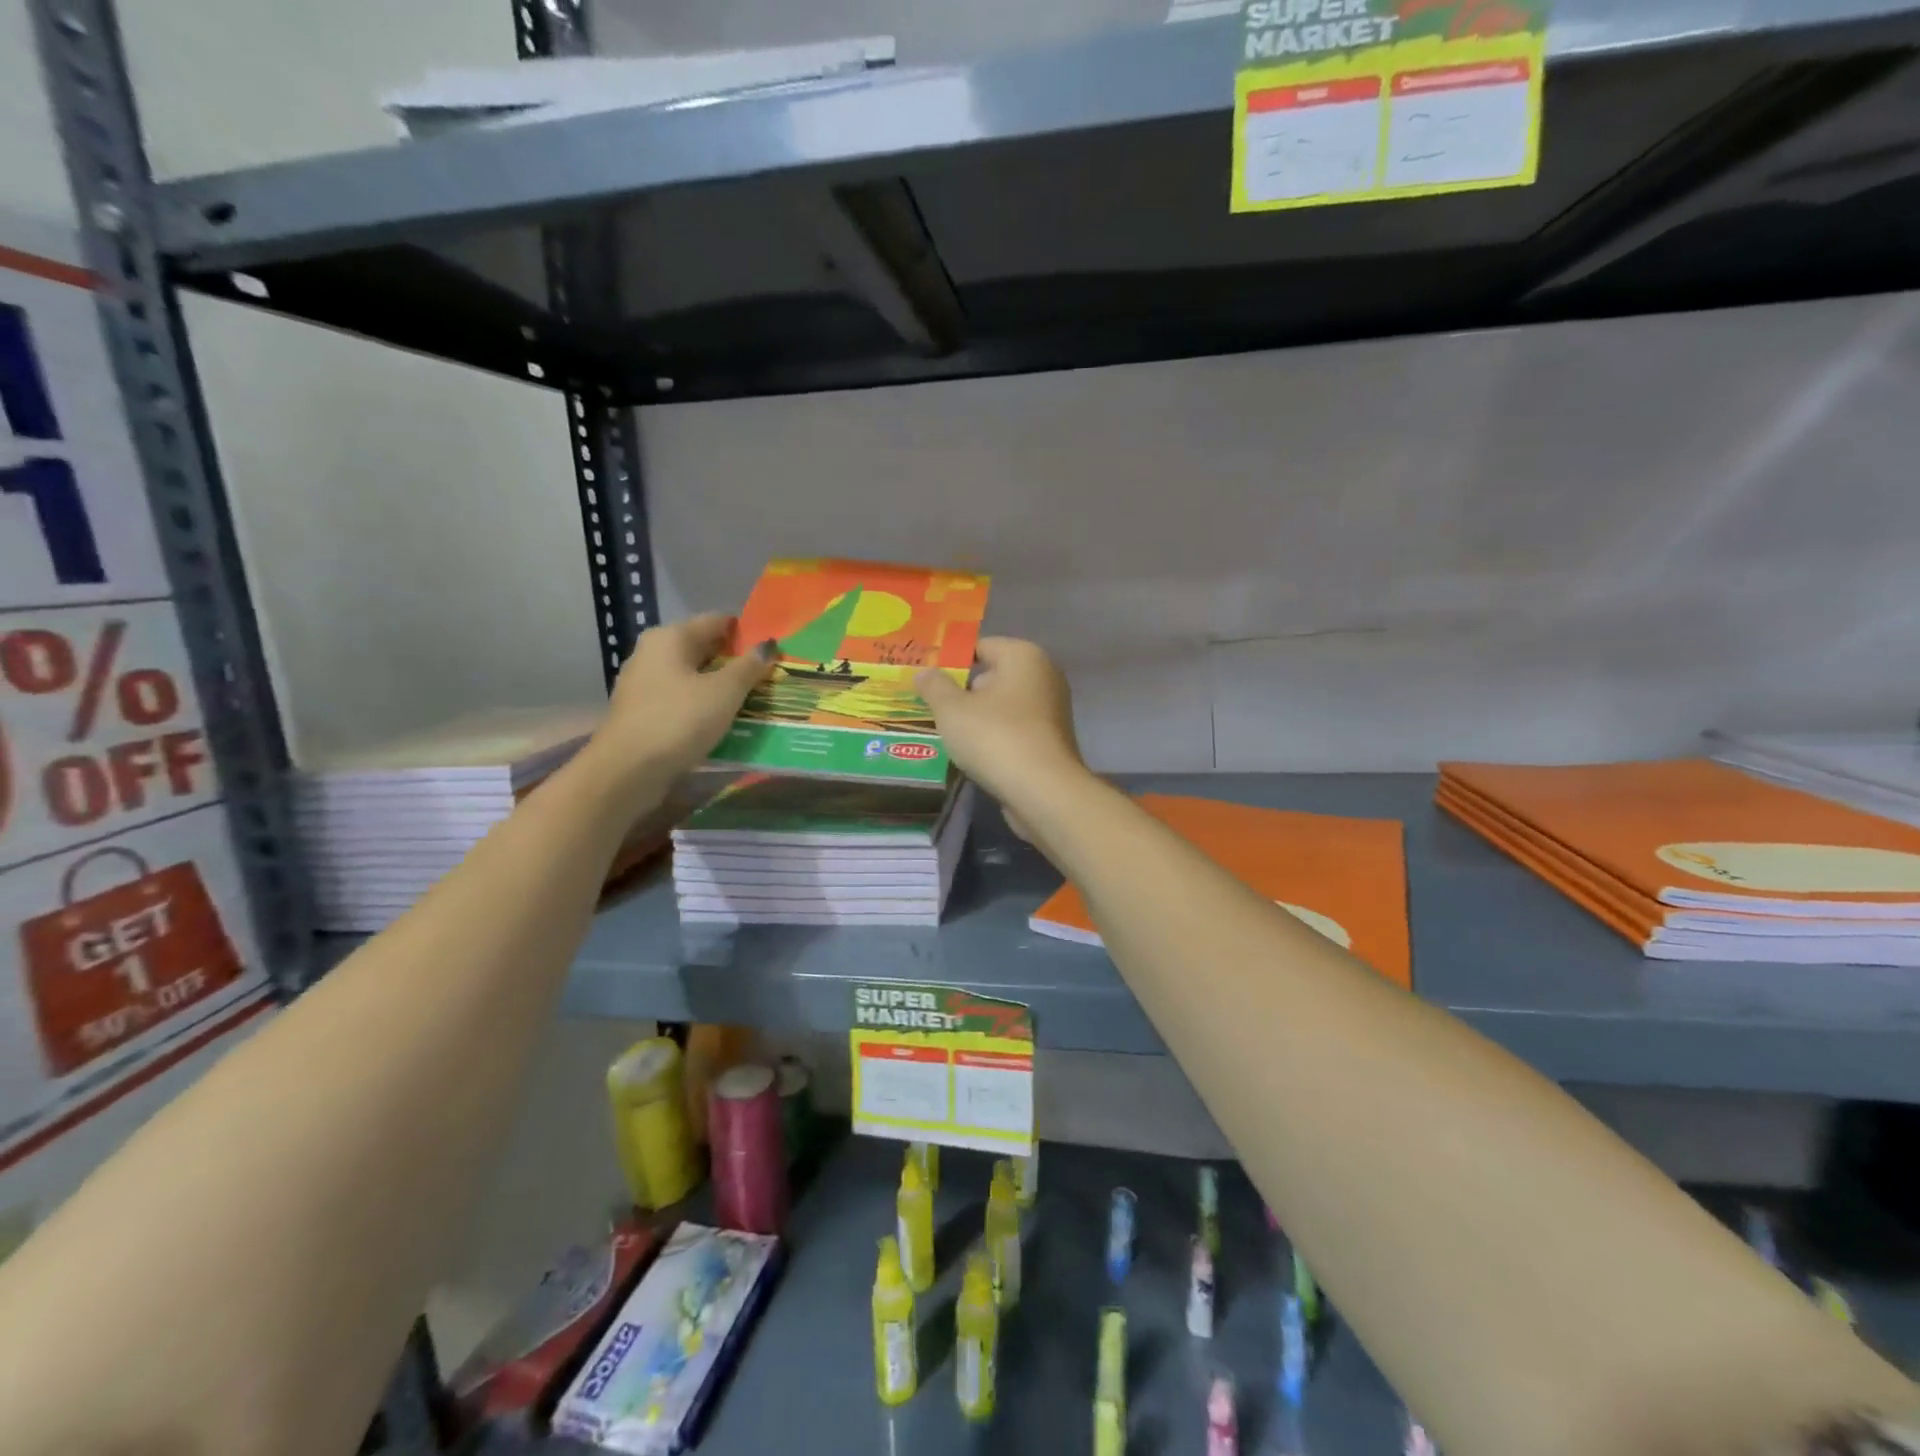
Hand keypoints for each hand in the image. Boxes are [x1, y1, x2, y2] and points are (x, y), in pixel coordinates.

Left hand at [591, 614, 772, 783]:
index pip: (716, 622)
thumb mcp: (725, 692)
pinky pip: (682, 700)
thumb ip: (749, 666)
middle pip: (703, 649)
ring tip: (753, 700)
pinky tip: (724, 721)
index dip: (746, 633)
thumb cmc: (679, 720)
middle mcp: (652, 653)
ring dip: (720, 686)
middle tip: (769, 677)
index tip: (773, 650)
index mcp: (670, 637)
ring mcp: (644, 684)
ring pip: (692, 677)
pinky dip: (703, 706)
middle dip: (735, 662)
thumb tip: (769, 645)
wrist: (628, 771)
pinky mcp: (643, 713)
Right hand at [915, 638, 1084, 820]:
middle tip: (929, 705)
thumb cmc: (995, 737)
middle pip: (992, 676)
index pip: (980, 646)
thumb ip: (934, 686)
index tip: (925, 678)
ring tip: (944, 731)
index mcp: (1024, 656)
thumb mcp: (952, 709)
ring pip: (1002, 706)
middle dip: (962, 691)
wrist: (1042, 791)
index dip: (950, 660)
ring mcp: (1051, 710)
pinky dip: (994, 737)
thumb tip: (924, 671)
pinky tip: (970, 753)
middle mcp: (1044, 676)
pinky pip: (1013, 730)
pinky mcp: (1050, 741)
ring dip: (977, 717)